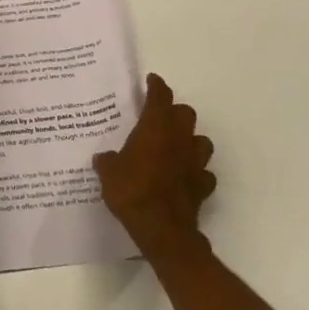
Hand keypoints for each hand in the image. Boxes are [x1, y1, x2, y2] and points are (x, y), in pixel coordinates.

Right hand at [93, 73, 215, 256]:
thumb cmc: (131, 191)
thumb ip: (107, 161)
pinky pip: (204, 173)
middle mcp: (178, 139)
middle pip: (186, 114)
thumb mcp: (108, 173)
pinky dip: (196, 171)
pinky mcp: (202, 186)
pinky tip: (185, 177)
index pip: (160, 97)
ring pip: (201, 141)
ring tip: (176, 146)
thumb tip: (104, 158)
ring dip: (190, 140)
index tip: (152, 80)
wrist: (162, 229)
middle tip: (160, 118)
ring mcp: (194, 163)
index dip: (157, 86)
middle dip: (175, 112)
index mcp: (155, 128)